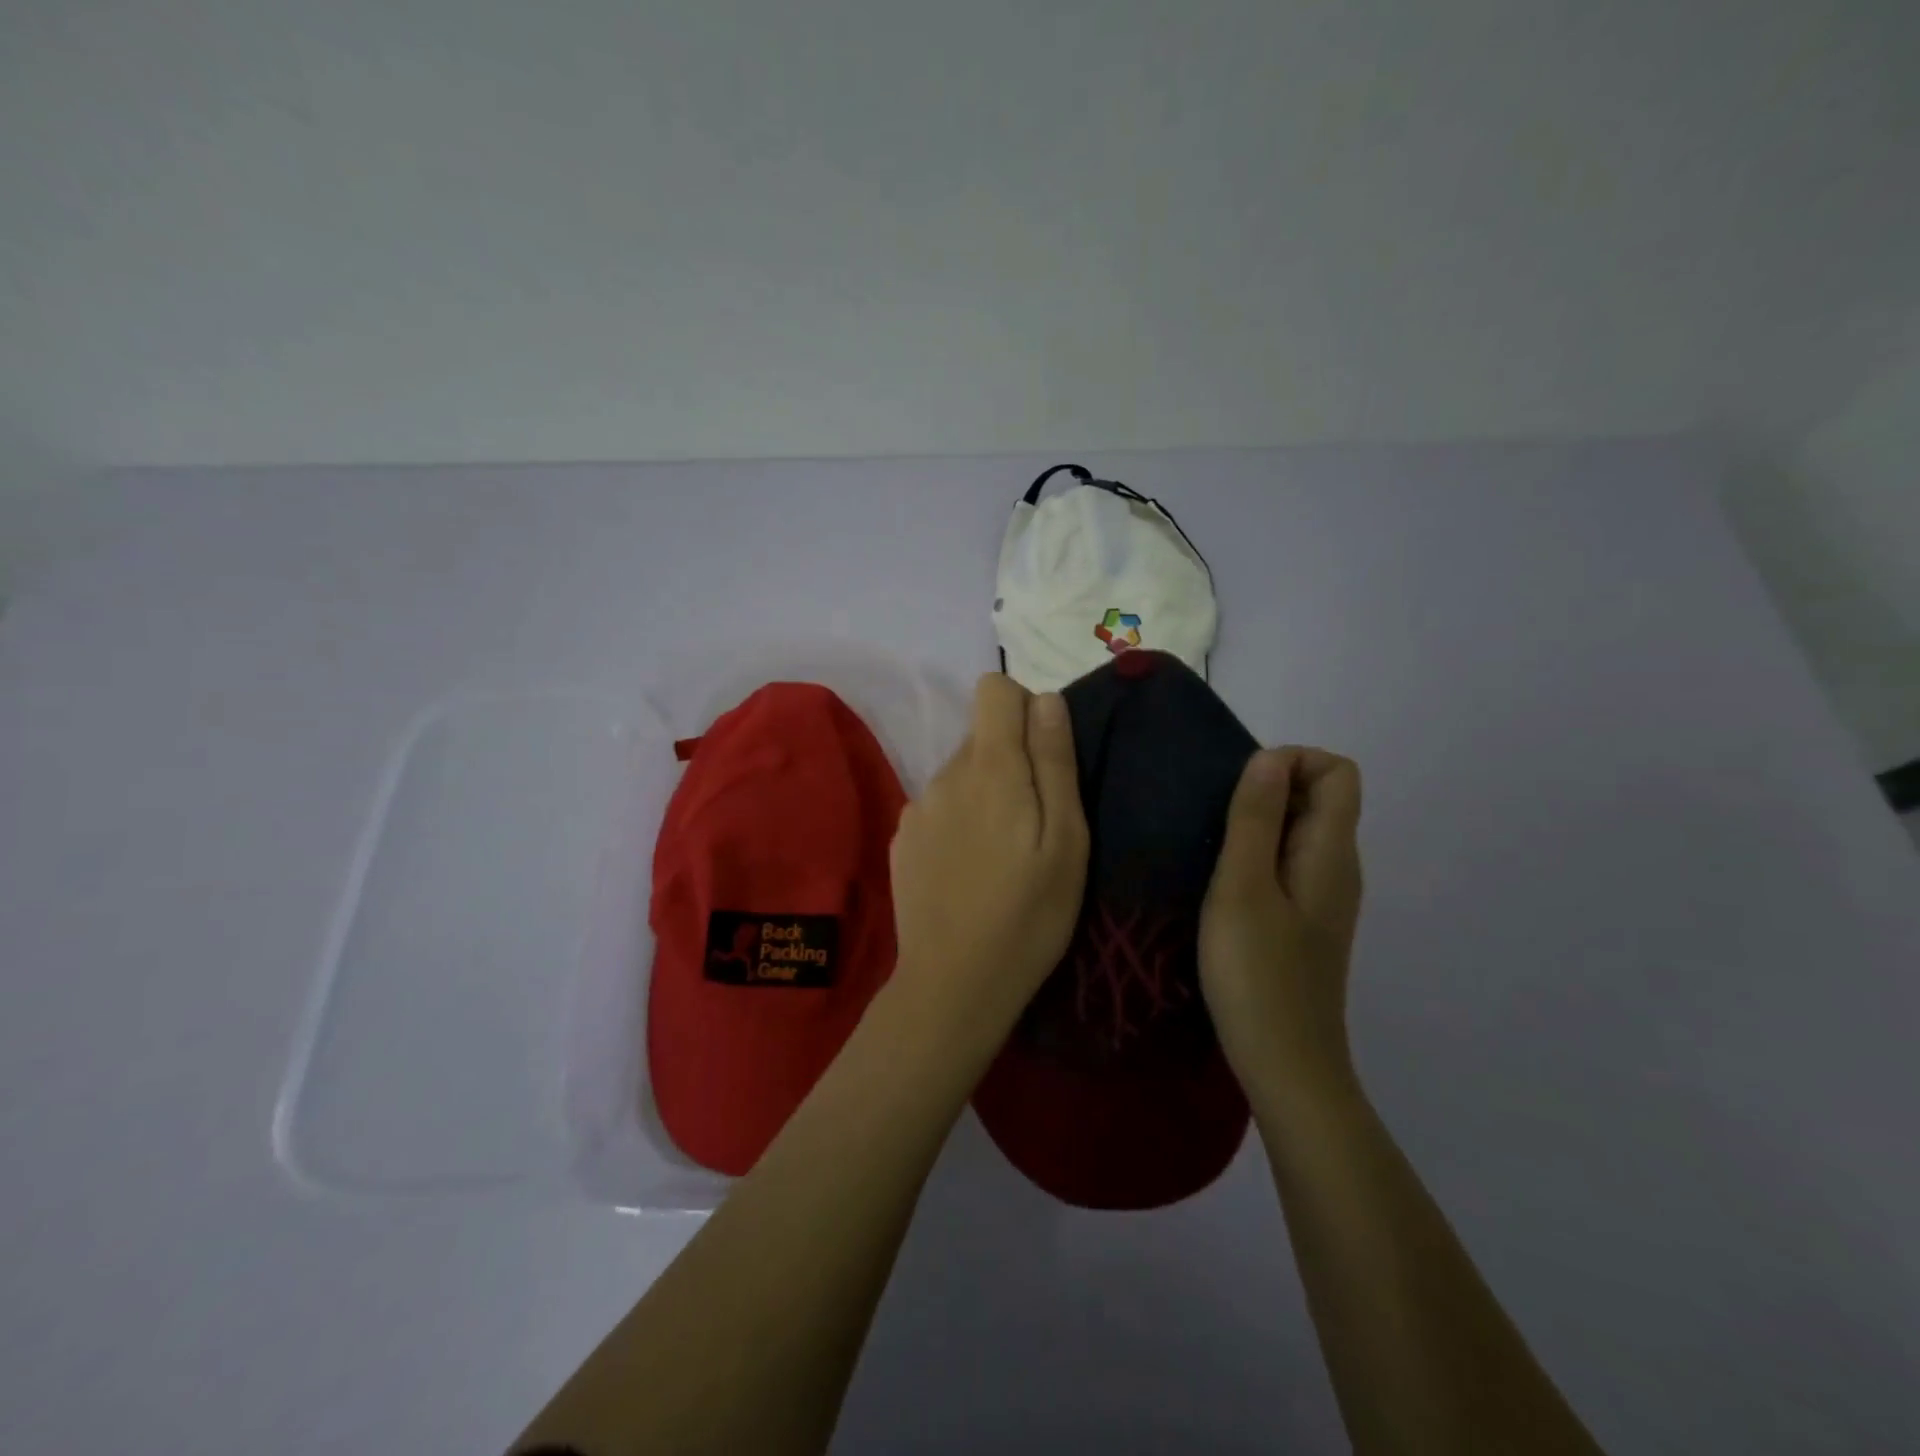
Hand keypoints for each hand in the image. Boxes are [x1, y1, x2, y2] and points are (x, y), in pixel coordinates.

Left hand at [888, 673, 1088, 1038]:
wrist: (953, 984)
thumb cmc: (1028, 915)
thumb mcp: (1066, 841)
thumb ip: (1054, 762)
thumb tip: (1046, 698)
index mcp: (989, 768)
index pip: (993, 689)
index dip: (1024, 709)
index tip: (1044, 757)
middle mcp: (945, 775)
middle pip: (981, 735)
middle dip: (1012, 760)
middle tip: (1033, 822)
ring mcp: (917, 807)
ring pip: (961, 773)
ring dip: (985, 793)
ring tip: (1002, 853)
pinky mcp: (903, 838)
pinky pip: (939, 806)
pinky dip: (959, 821)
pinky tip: (969, 869)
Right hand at [1199, 747, 1364, 1108]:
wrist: (1285, 1065)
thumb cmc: (1258, 974)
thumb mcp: (1243, 888)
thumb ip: (1256, 819)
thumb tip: (1270, 757)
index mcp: (1331, 853)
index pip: (1338, 771)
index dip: (1293, 761)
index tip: (1241, 788)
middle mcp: (1338, 867)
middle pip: (1320, 797)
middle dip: (1269, 789)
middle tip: (1215, 819)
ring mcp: (1324, 897)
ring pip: (1301, 831)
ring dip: (1258, 823)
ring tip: (1210, 847)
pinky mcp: (1306, 921)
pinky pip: (1288, 862)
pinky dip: (1258, 854)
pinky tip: (1222, 883)